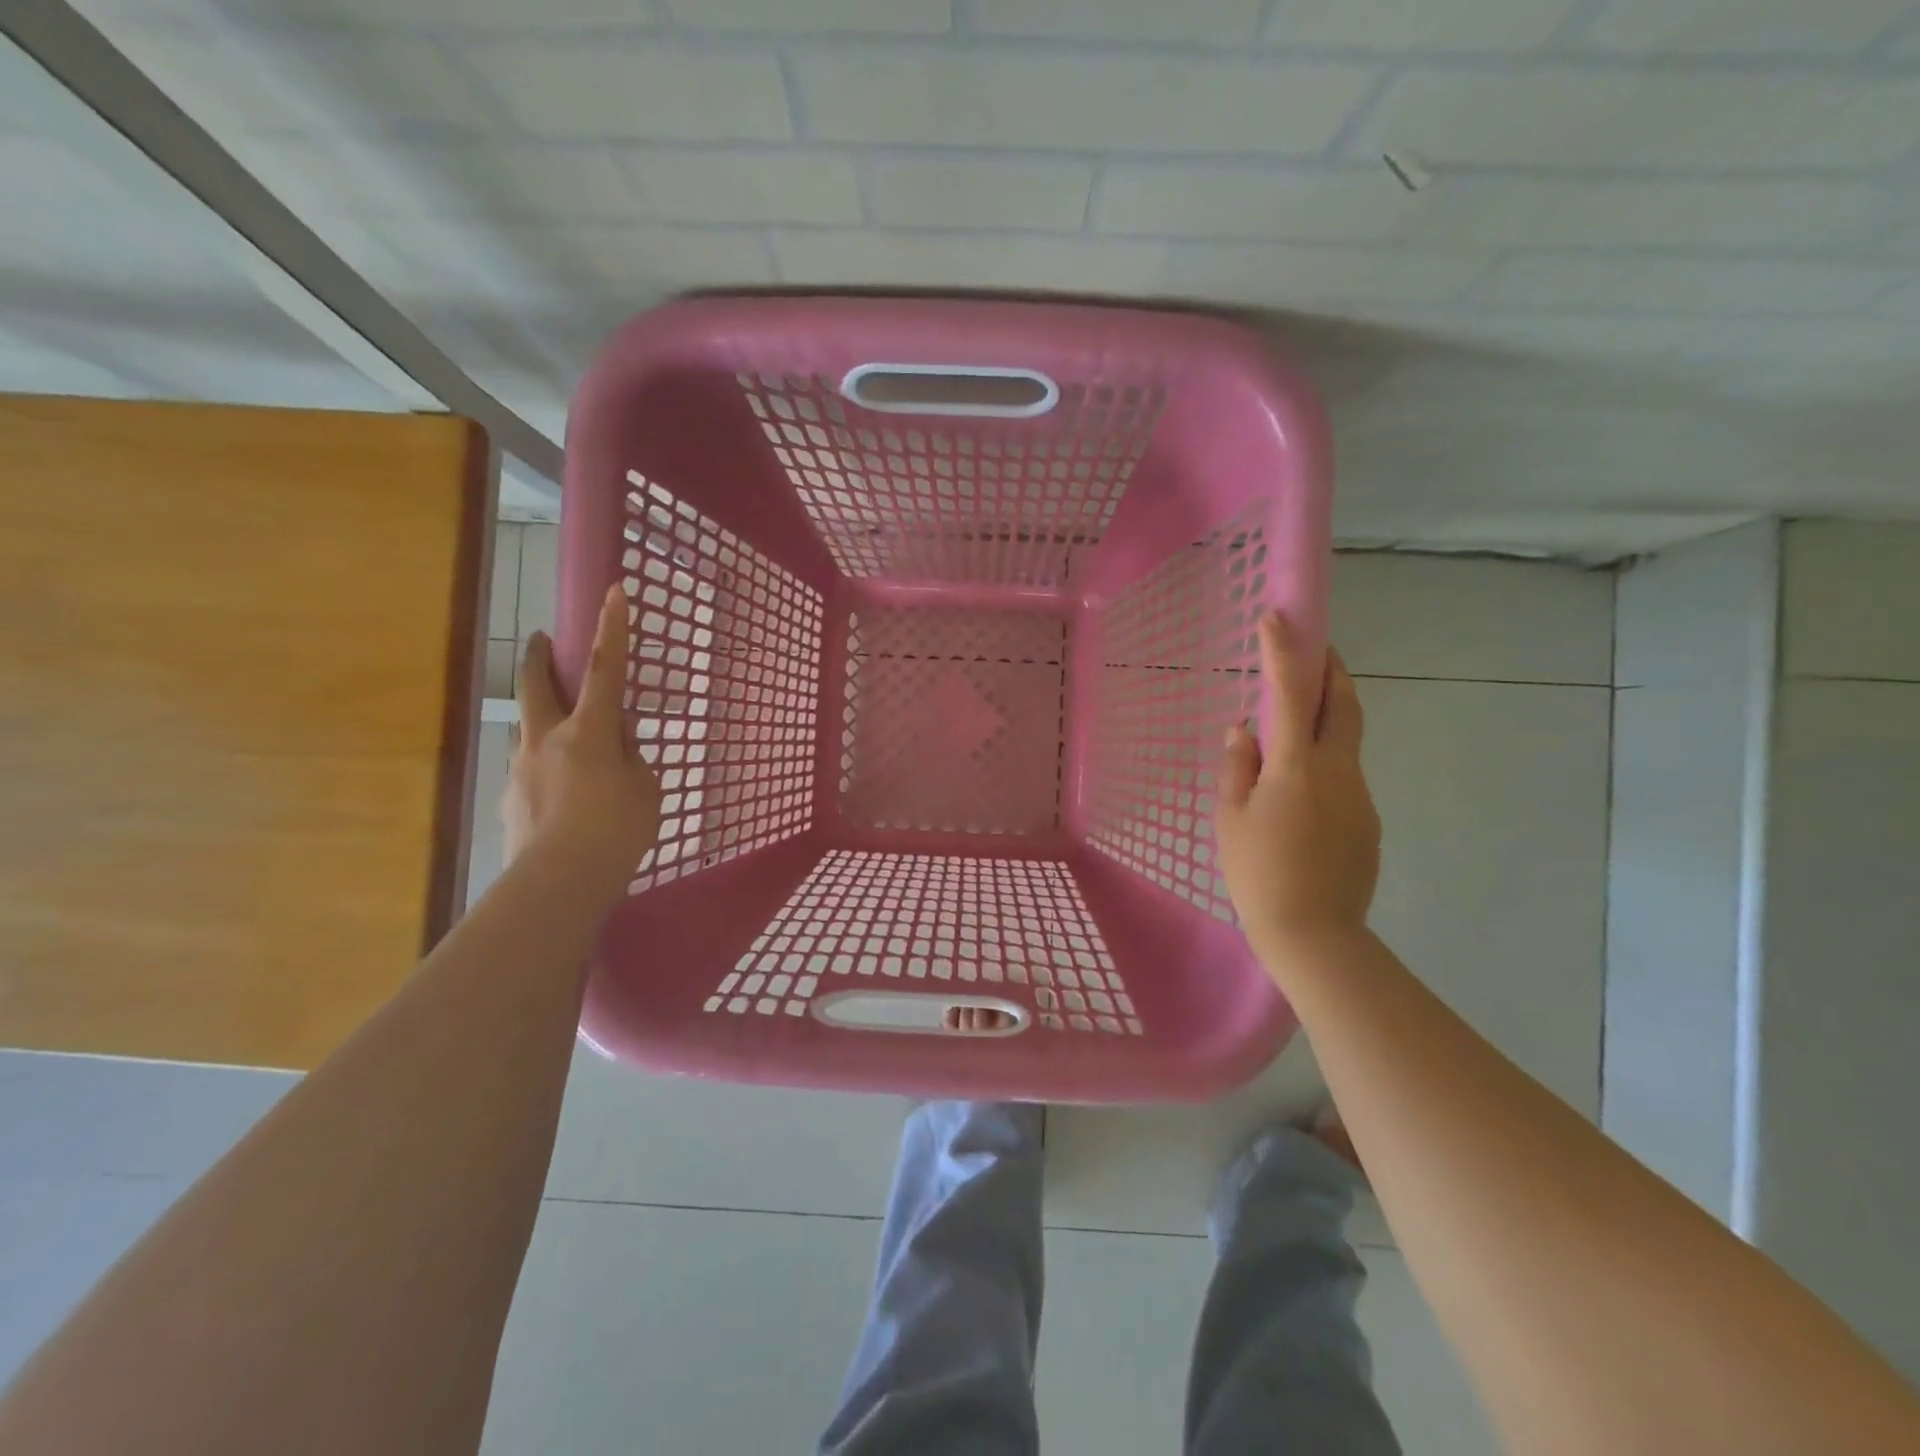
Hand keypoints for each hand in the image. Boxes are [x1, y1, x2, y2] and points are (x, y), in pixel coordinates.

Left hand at [505, 585, 661, 874]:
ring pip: (531, 730)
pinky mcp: (510, 797)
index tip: (613, 590)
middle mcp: (547, 739)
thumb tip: (617, 740)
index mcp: (588, 732)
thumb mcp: (645, 789)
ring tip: (572, 750)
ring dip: (545, 723)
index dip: (612, 629)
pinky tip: (565, 799)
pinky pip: (532, 770)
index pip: (605, 669)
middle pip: (537, 684)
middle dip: (539, 657)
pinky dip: (547, 770)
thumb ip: (631, 756)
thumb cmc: (617, 831)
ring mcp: (521, 767)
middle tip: (539, 640)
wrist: (560, 882)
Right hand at [1215, 613, 1379, 964]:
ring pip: (1346, 742)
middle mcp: (1337, 770)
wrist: (1314, 934)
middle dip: (1331, 670)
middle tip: (1318, 649)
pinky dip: (1326, 762)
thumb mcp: (1231, 819)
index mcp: (1297, 766)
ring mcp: (1360, 797)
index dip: (1284, 651)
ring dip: (1328, 718)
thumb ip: (1237, 767)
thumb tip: (1243, 730)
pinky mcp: (1368, 822)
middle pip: (1342, 705)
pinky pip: (1345, 777)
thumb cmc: (1258, 872)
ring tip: (1297, 725)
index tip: (1277, 616)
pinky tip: (1303, 792)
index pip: (1290, 694)